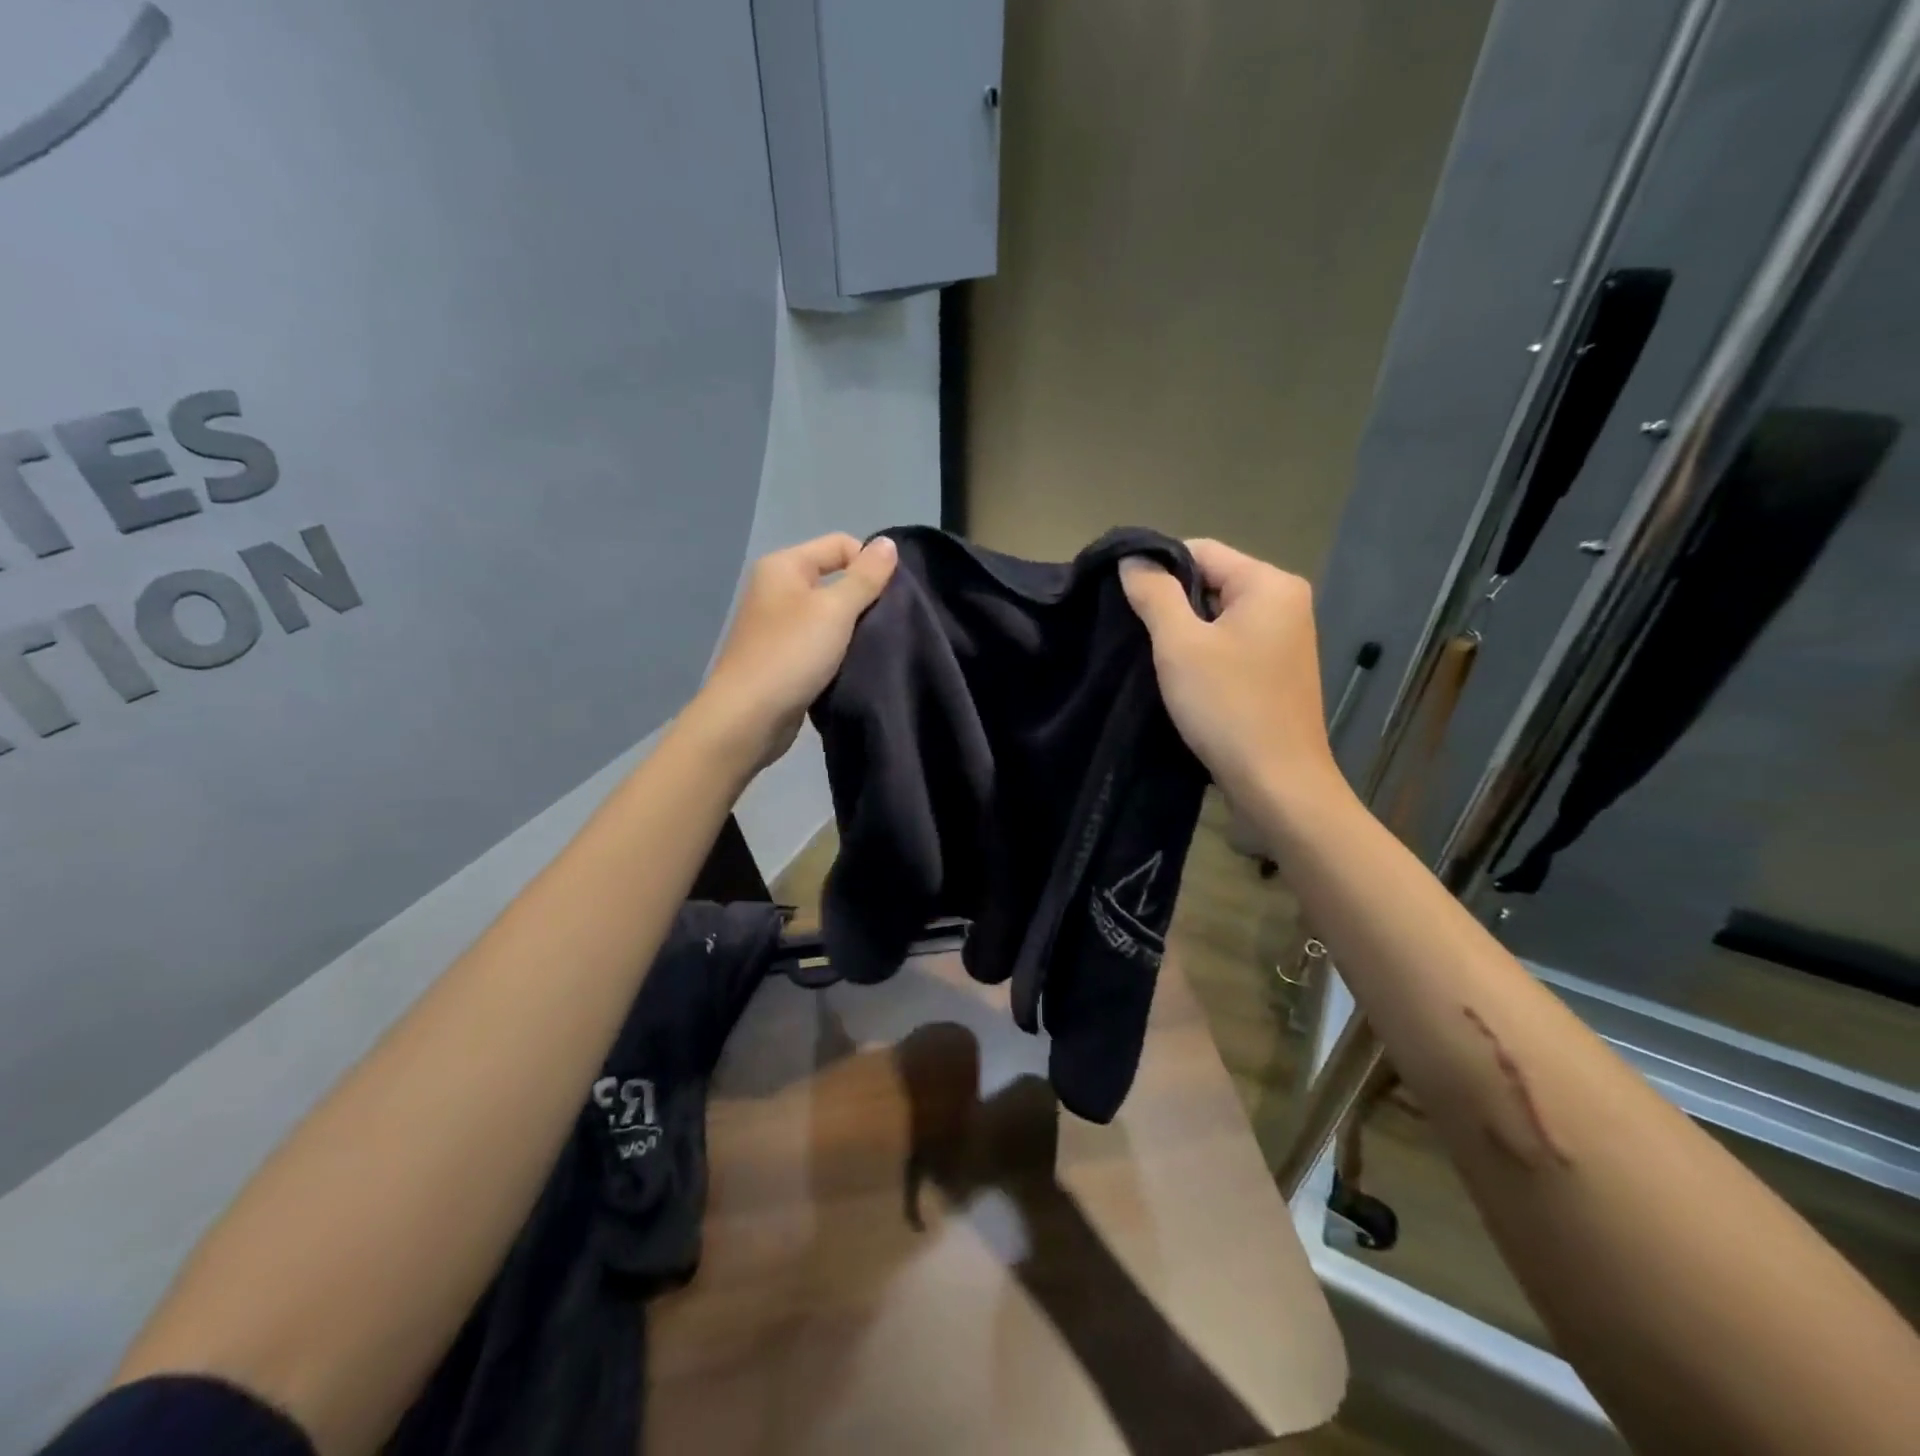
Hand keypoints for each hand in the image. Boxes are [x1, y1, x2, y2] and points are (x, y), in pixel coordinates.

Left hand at [694, 532, 898, 771]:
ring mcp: (778, 626)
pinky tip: (856, 666)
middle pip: (835, 579)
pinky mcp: (783, 658)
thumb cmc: (791, 655)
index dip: (869, 564)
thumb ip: (865, 577)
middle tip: (890, 624)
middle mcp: (777, 589)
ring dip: (854, 629)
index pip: (840, 545)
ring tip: (877, 646)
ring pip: (830, 615)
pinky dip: (839, 651)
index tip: (892, 597)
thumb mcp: (835, 610)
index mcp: (784, 566)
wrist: (748, 718)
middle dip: (865, 598)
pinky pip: (820, 643)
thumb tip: (888, 544)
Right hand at [1120, 539, 1341, 812]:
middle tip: (1133, 632)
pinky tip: (1181, 678)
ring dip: (1184, 632)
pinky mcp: (1277, 671)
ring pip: (1218, 617)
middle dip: (1171, 603)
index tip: (1122, 598)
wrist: (1277, 783)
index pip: (1201, 551)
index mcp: (1270, 584)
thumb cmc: (1228, 706)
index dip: (1157, 568)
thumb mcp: (1180, 645)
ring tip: (1152, 657)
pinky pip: (1231, 644)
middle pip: (1212, 581)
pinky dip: (1203, 654)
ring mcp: (1285, 639)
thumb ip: (1155, 594)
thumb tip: (1132, 559)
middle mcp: (1285, 603)